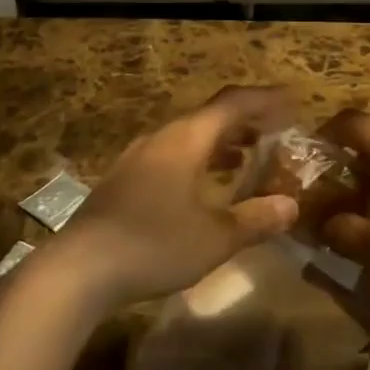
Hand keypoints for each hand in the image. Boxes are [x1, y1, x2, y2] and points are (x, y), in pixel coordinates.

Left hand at [54, 87, 300, 311]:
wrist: (78, 270)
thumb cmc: (154, 244)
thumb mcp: (215, 237)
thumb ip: (255, 219)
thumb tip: (291, 206)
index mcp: (188, 138)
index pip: (234, 103)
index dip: (265, 100)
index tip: (292, 101)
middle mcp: (163, 137)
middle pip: (211, 117)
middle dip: (246, 122)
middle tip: (275, 133)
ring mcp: (138, 158)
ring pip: (189, 137)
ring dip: (221, 143)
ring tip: (247, 158)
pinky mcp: (123, 181)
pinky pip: (172, 156)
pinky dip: (199, 160)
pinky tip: (204, 187)